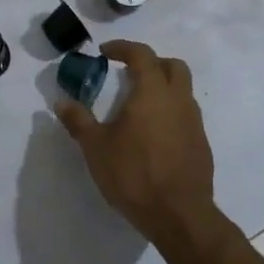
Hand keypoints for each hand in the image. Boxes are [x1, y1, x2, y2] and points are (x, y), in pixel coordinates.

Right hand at [54, 40, 215, 244]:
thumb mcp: (96, 148)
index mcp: (153, 92)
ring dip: (163, 88)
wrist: (180, 216)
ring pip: (183, 91)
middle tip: (129, 73)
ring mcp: (194, 123)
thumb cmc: (134, 174)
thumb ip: (79, 121)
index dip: (123, 48)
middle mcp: (178, 100)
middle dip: (151, 63)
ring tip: (139, 106)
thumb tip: (61, 102)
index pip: (142, 55)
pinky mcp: (201, 145)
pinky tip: (154, 134)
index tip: (105, 52)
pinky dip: (171, 113)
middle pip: (173, 66)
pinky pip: (187, 116)